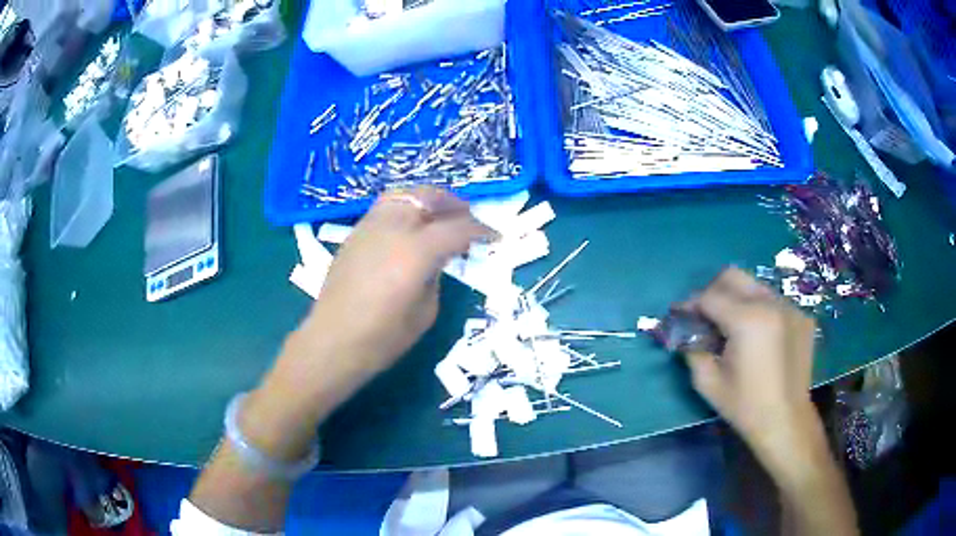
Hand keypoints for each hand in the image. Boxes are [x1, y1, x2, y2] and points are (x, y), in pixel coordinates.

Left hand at [268, 188, 495, 421]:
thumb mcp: (425, 311)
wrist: (332, 342)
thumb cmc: (383, 338)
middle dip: (454, 204)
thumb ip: (436, 275)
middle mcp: (392, 227)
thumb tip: (437, 258)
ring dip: (427, 200)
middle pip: (429, 197)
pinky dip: (405, 208)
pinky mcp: (354, 234)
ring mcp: (369, 226)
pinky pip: (385, 208)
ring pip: (403, 195)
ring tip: (439, 216)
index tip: (495, 236)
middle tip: (468, 218)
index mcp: (416, 251)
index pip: (457, 228)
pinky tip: (410, 228)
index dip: (481, 230)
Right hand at [681, 267, 816, 453]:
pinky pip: (774, 302)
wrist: (786, 420)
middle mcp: (770, 303)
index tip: (680, 315)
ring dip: (738, 299)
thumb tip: (686, 334)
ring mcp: (790, 307)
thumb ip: (692, 350)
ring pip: (755, 286)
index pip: (710, 296)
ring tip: (733, 326)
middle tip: (706, 315)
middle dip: (713, 291)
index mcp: (746, 320)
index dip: (690, 304)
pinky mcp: (802, 316)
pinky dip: (760, 311)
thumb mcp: (708, 383)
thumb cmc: (745, 406)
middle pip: (734, 276)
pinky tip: (759, 336)